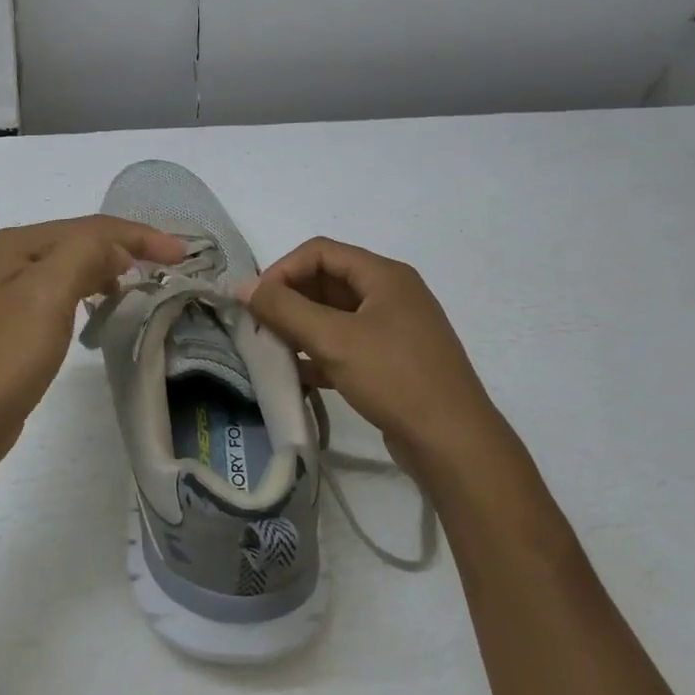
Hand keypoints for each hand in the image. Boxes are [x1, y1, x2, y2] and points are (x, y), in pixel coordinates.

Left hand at [0, 216, 186, 485]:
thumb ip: (85, 253)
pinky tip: (102, 305)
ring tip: (141, 283)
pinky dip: (89, 291)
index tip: (181, 254)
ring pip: (71, 267)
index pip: (88, 227)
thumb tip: (117, 248)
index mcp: (13, 244)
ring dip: (108, 269)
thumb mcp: (48, 294)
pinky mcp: (13, 324)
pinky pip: (62, 294)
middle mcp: (7, 259)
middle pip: (79, 241)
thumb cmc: (6, 356)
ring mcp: (7, 292)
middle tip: (169, 267)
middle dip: (125, 248)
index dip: (137, 235)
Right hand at [245, 237, 518, 484]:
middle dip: (289, 300)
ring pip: (334, 316)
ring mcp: (394, 329)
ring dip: (301, 328)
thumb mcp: (333, 339)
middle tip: (259, 327)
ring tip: (272, 350)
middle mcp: (391, 294)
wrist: (453, 443)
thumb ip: (284, 309)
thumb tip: (242, 286)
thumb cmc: (394, 378)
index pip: (320, 251)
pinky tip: (297, 375)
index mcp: (384, 276)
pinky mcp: (392, 362)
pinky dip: (319, 353)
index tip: (256, 301)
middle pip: (327, 281)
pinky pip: (346, 345)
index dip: (283, 270)